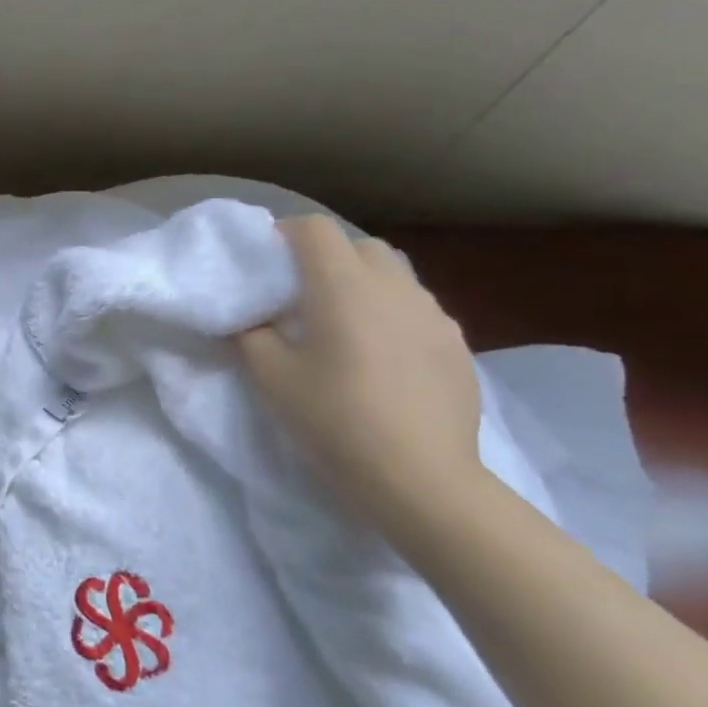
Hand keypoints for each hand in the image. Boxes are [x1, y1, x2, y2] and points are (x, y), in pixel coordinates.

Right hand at [236, 215, 483, 518]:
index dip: (285, 235)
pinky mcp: (457, 343)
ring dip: (363, 286)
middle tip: (301, 297)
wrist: (420, 477)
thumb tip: (250, 318)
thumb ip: (251, 335)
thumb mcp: (270, 379)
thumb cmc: (334, 420)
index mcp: (343, 286)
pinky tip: (382, 359)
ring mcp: (433, 313)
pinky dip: (392, 316)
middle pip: (358, 245)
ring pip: (393, 276)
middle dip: (326, 258)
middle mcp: (393, 286)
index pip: (314, 229)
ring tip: (344, 328)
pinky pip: (416, 310)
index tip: (267, 265)